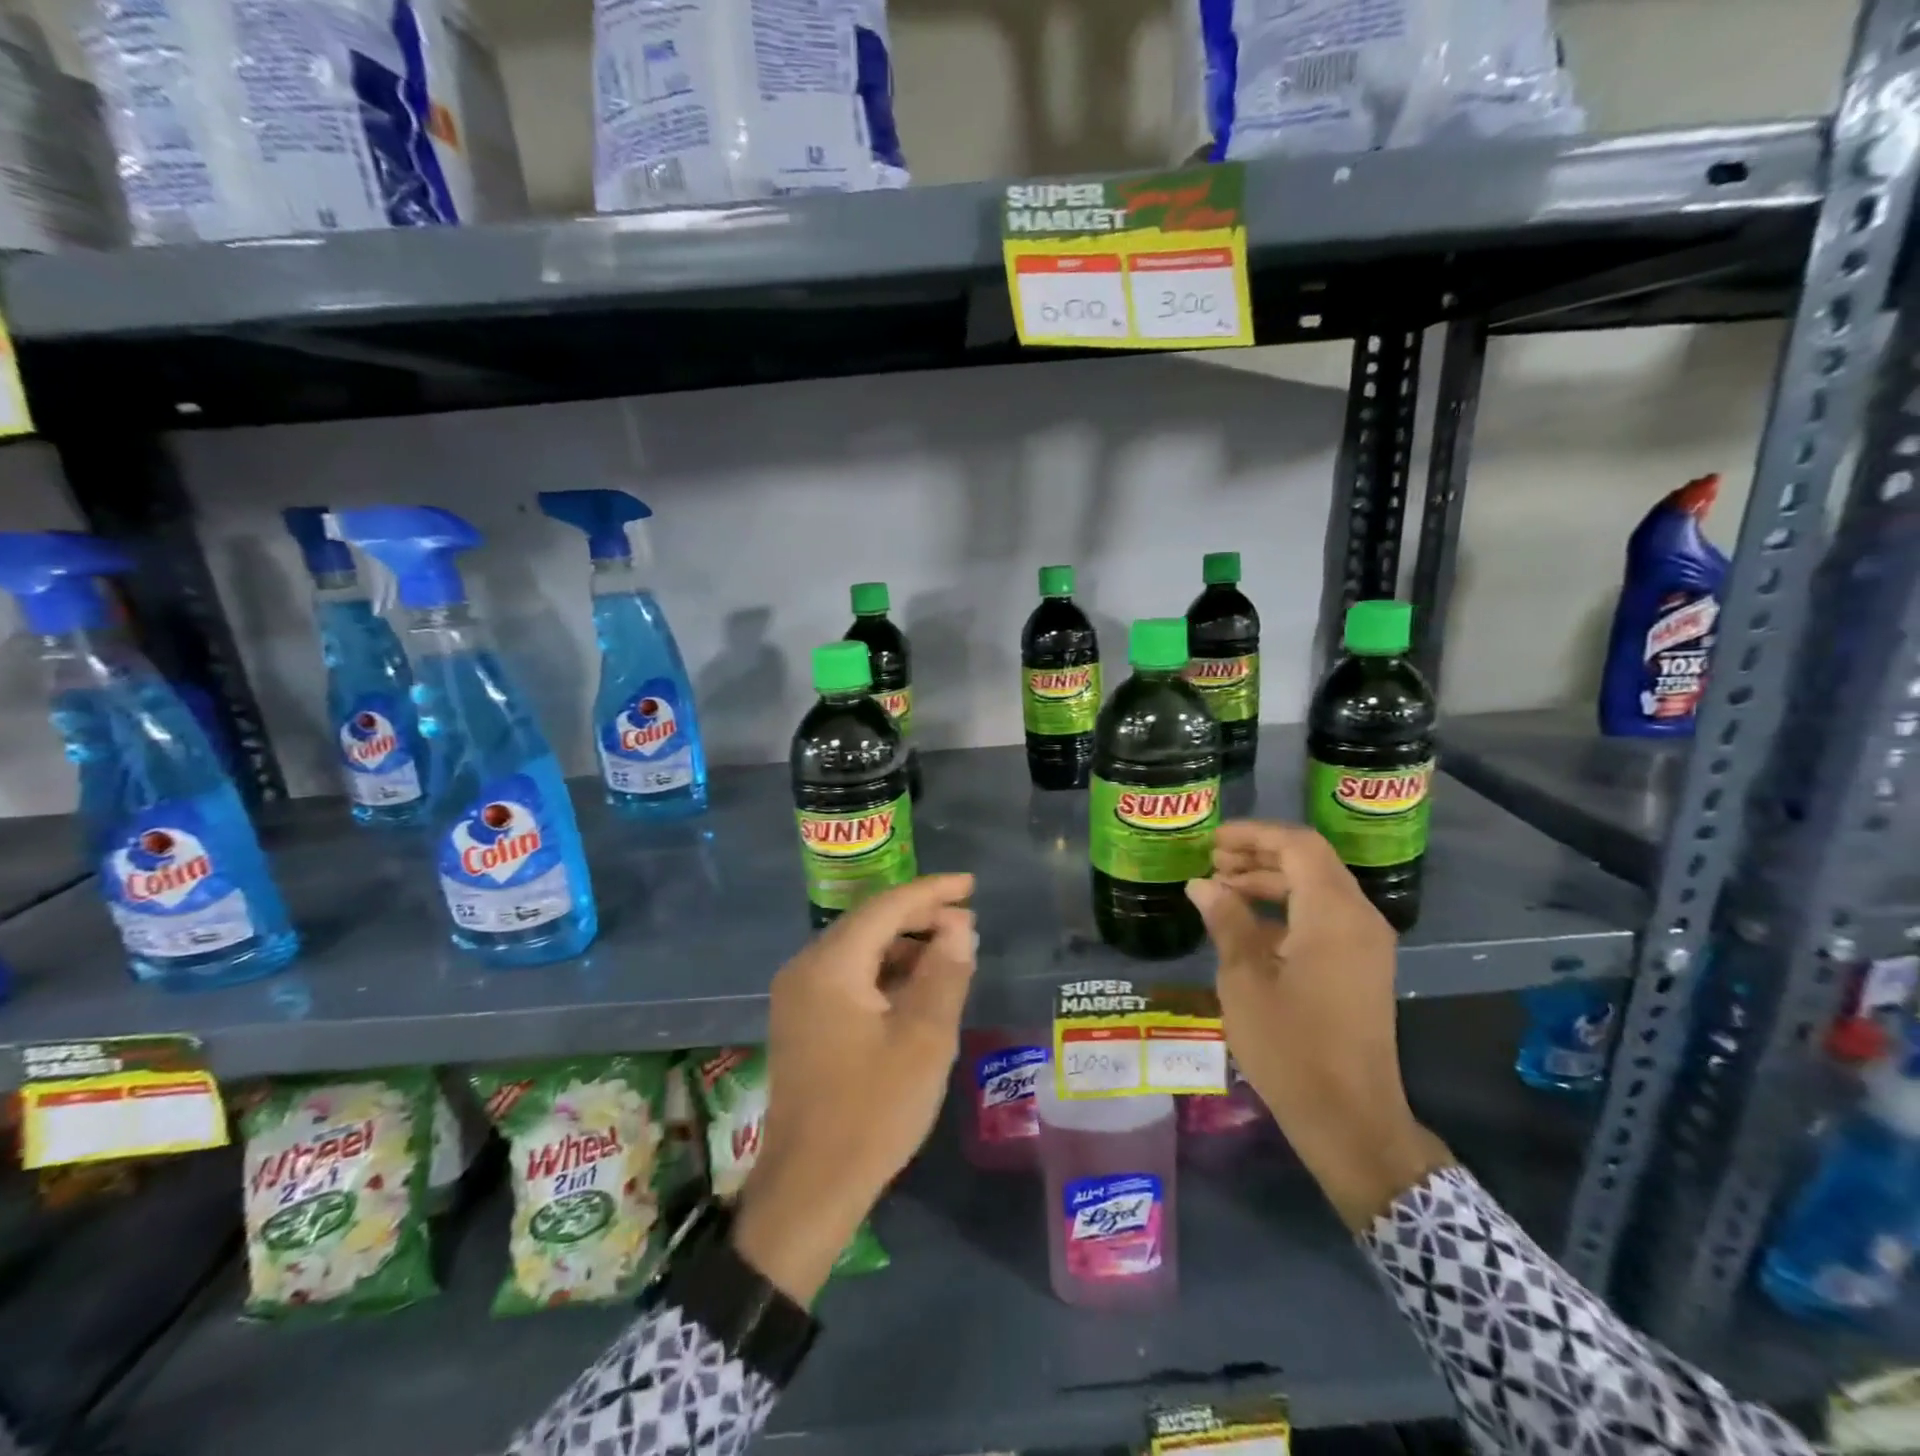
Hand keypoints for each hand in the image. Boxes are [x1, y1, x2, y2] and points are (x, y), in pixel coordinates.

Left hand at [733, 874, 976, 1303]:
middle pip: (869, 923)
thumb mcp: (924, 1040)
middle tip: (967, 923)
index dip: (932, 892)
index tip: (971, 885)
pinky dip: (884, 973)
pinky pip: (848, 977)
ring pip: (859, 950)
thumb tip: (960, 925)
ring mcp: (798, 996)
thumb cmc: (872, 1112)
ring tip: (950, 952)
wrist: (809, 1189)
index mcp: (830, 965)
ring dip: (904, 946)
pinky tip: (916, 986)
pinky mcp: (802, 1021)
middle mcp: (806, 968)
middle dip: (919, 918)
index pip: (886, 907)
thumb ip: (945, 973)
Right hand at [1186, 823, 1449, 1229]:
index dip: (1253, 835)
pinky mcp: (1363, 966)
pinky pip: (1324, 917)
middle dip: (1259, 855)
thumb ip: (1226, 922)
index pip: (1298, 845)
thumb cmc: (1290, 1048)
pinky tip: (1247, 926)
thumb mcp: (1244, 981)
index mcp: (1333, 915)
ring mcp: (1366, 944)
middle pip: (1310, 862)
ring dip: (1271, 881)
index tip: (1211, 841)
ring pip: (1317, 888)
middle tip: (1210, 864)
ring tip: (1221, 890)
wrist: (1350, 1120)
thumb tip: (1202, 884)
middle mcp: (1359, 919)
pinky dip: (1287, 909)